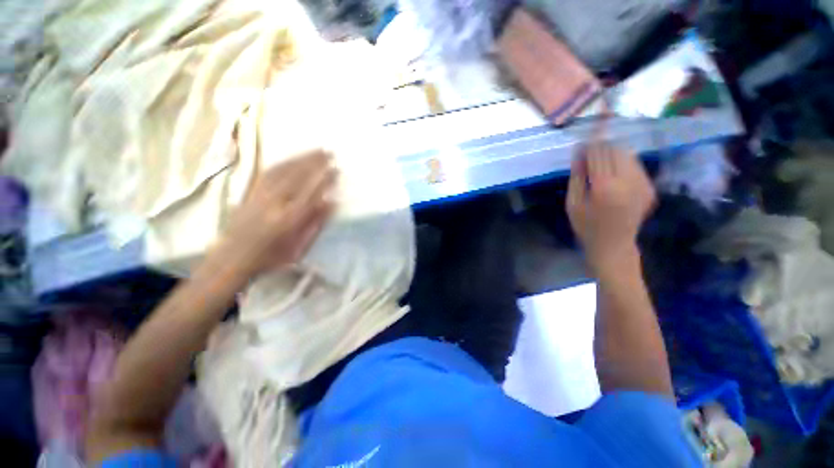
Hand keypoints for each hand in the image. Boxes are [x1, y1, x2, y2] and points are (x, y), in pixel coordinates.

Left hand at [221, 150, 337, 276]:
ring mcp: (261, 195)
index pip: (312, 193)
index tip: (336, 169)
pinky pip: (269, 172)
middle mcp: (275, 203)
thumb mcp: (299, 247)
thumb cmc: (271, 257)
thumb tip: (332, 202)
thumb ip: (316, 224)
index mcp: (290, 219)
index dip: (325, 179)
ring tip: (316, 150)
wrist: (231, 258)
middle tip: (329, 152)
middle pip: (298, 177)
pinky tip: (293, 158)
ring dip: (301, 158)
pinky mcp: (251, 192)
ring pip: (284, 171)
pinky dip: (284, 162)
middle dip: (315, 162)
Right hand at [566, 121, 655, 272]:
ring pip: (628, 155)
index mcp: (605, 187)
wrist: (613, 245)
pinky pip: (636, 165)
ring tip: (601, 160)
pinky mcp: (650, 188)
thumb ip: (576, 177)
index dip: (589, 145)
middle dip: (602, 146)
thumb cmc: (586, 225)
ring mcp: (642, 184)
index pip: (598, 154)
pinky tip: (614, 172)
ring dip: (613, 153)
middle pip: (615, 150)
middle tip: (590, 151)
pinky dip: (623, 162)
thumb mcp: (572, 203)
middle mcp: (627, 182)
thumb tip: (579, 153)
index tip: (581, 142)